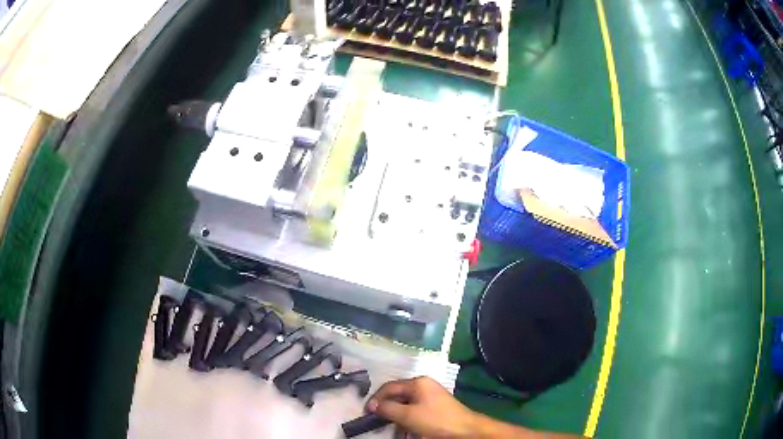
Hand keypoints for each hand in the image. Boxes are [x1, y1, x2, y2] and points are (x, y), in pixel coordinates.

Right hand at [366, 377, 478, 437]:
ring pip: (406, 405)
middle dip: (387, 409)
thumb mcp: (408, 415)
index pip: (389, 387)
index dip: (376, 399)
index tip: (367, 412)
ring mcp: (431, 396)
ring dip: (398, 416)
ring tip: (393, 427)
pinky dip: (408, 419)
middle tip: (378, 421)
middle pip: (398, 395)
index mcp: (418, 383)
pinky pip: (416, 411)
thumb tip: (373, 405)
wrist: (465, 430)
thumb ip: (388, 408)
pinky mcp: (436, 407)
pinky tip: (407, 429)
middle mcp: (424, 386)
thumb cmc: (435, 420)